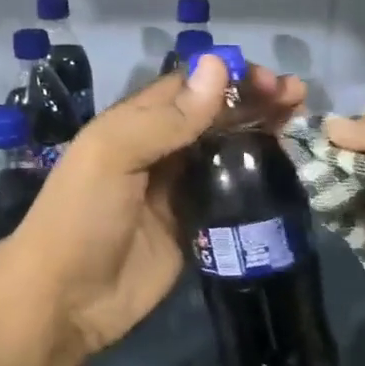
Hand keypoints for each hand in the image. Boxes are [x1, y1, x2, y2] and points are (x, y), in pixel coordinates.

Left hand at [0, 57, 306, 358]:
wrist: (66, 300)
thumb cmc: (81, 218)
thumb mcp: (112, 155)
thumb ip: (165, 118)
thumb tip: (216, 65)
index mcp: (134, 124)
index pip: (188, 87)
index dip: (227, 77)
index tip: (269, 79)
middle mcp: (159, 151)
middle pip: (213, 116)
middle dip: (252, 100)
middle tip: (296, 96)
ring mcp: (178, 191)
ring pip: (226, 151)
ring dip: (260, 133)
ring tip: (298, 120)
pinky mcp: (195, 227)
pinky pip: (230, 194)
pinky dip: (256, 178)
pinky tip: (284, 167)